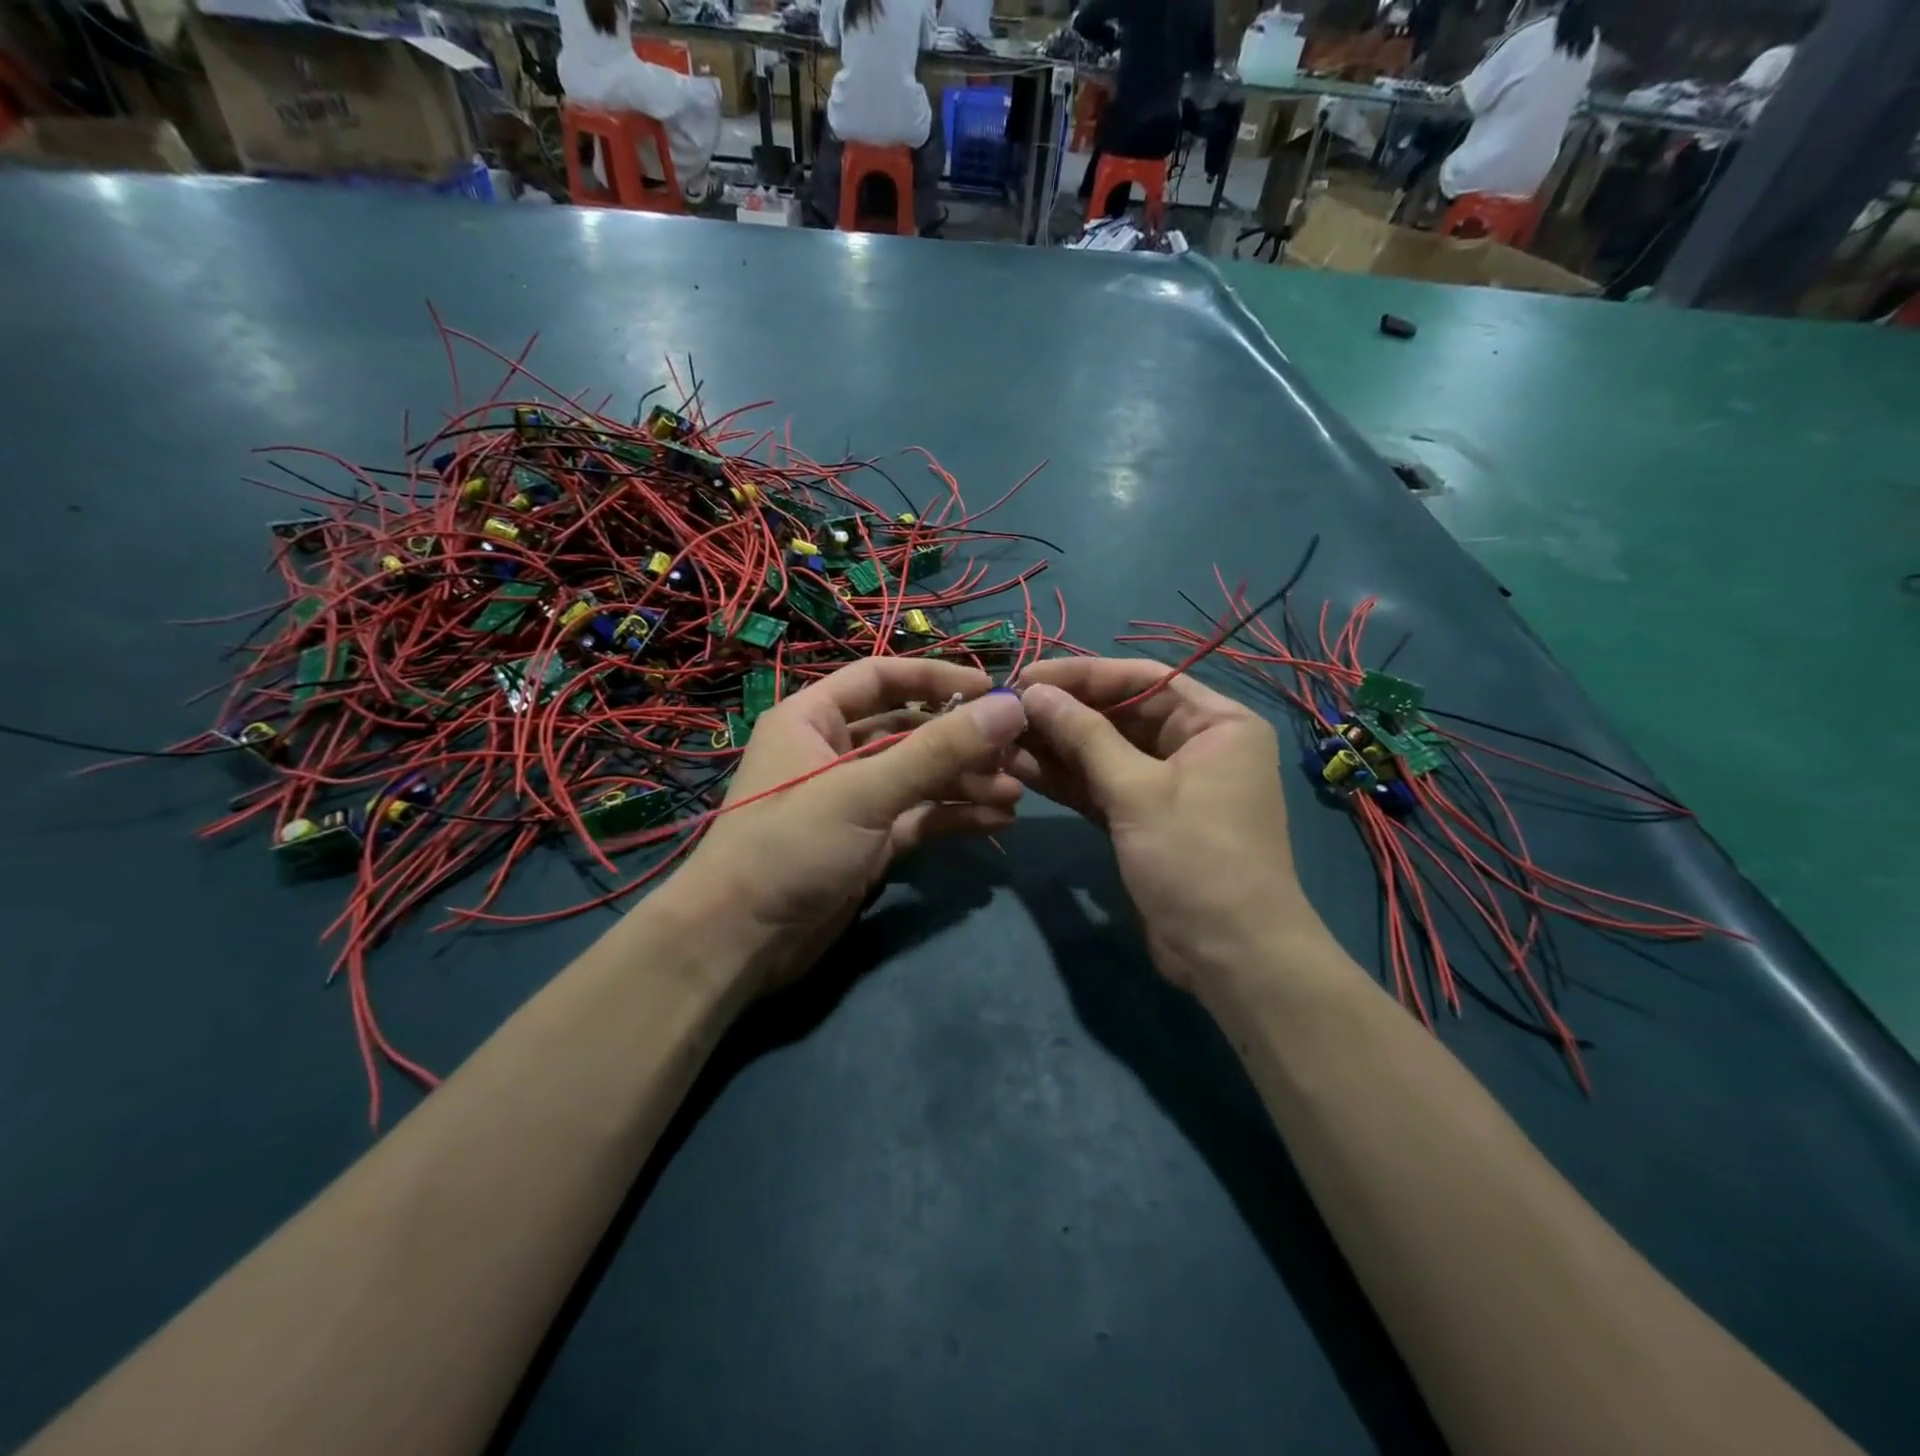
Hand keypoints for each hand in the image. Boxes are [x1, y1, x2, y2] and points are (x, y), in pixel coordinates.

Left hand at [672, 659, 1027, 992]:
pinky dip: (953, 816)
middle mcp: (832, 752)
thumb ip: (938, 750)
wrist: (740, 942)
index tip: (993, 689)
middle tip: (1015, 751)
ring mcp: (852, 800)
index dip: (937, 678)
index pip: (881, 678)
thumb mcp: (864, 791)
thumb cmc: (791, 846)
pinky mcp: (867, 843)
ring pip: (918, 777)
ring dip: (964, 781)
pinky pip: (918, 817)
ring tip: (1014, 792)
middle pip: (908, 730)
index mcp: (812, 719)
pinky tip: (997, 821)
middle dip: (960, 741)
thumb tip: (1010, 706)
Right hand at [1010, 658, 1321, 992]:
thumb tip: (1033, 692)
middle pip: (1120, 713)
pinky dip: (1066, 778)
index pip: (1143, 679)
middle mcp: (1195, 745)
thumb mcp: (1138, 791)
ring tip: (1002, 737)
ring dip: (1056, 746)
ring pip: (1104, 752)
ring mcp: (1167, 784)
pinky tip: (1020, 767)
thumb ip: (1084, 737)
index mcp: (1216, 723)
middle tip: (1006, 709)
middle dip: (1064, 712)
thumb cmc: (1196, 859)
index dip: (1082, 675)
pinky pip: (1101, 786)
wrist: (1229, 957)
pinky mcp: (1143, 818)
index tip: (1027, 675)